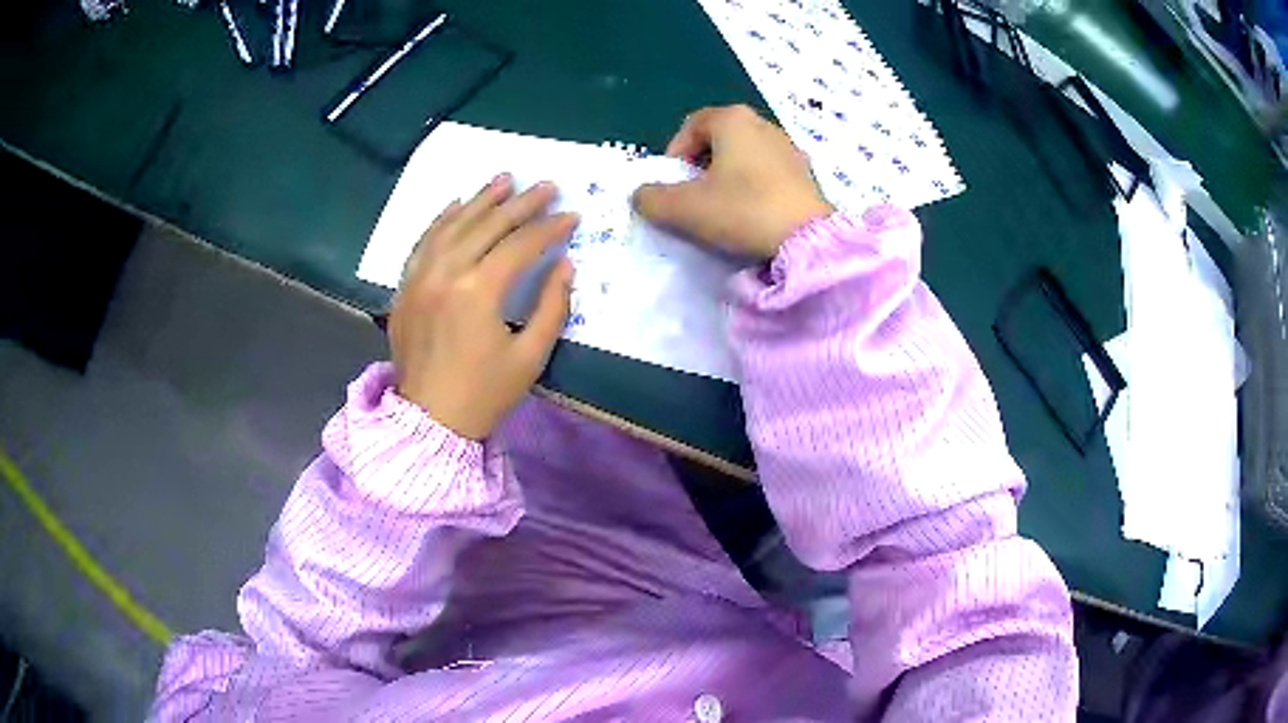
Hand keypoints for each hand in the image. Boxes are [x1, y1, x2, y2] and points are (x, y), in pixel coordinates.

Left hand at [390, 174, 575, 439]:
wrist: (429, 420)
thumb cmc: (484, 394)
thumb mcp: (530, 357)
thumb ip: (552, 307)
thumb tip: (565, 266)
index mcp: (478, 292)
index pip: (520, 245)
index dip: (550, 228)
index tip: (572, 217)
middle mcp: (446, 274)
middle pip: (488, 225)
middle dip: (522, 204)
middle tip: (547, 186)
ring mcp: (420, 277)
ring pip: (453, 225)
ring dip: (481, 199)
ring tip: (505, 179)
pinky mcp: (405, 286)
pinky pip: (423, 241)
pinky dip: (442, 219)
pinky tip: (457, 203)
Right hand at [632, 105, 833, 257]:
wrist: (807, 242)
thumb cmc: (742, 211)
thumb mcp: (683, 208)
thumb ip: (651, 198)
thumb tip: (642, 195)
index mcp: (733, 119)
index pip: (691, 125)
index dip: (674, 153)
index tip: (673, 184)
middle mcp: (763, 124)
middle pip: (719, 139)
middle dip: (700, 165)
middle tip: (694, 196)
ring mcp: (789, 148)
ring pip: (745, 156)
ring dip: (727, 177)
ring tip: (723, 208)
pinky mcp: (806, 174)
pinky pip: (768, 173)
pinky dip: (753, 187)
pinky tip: (752, 214)